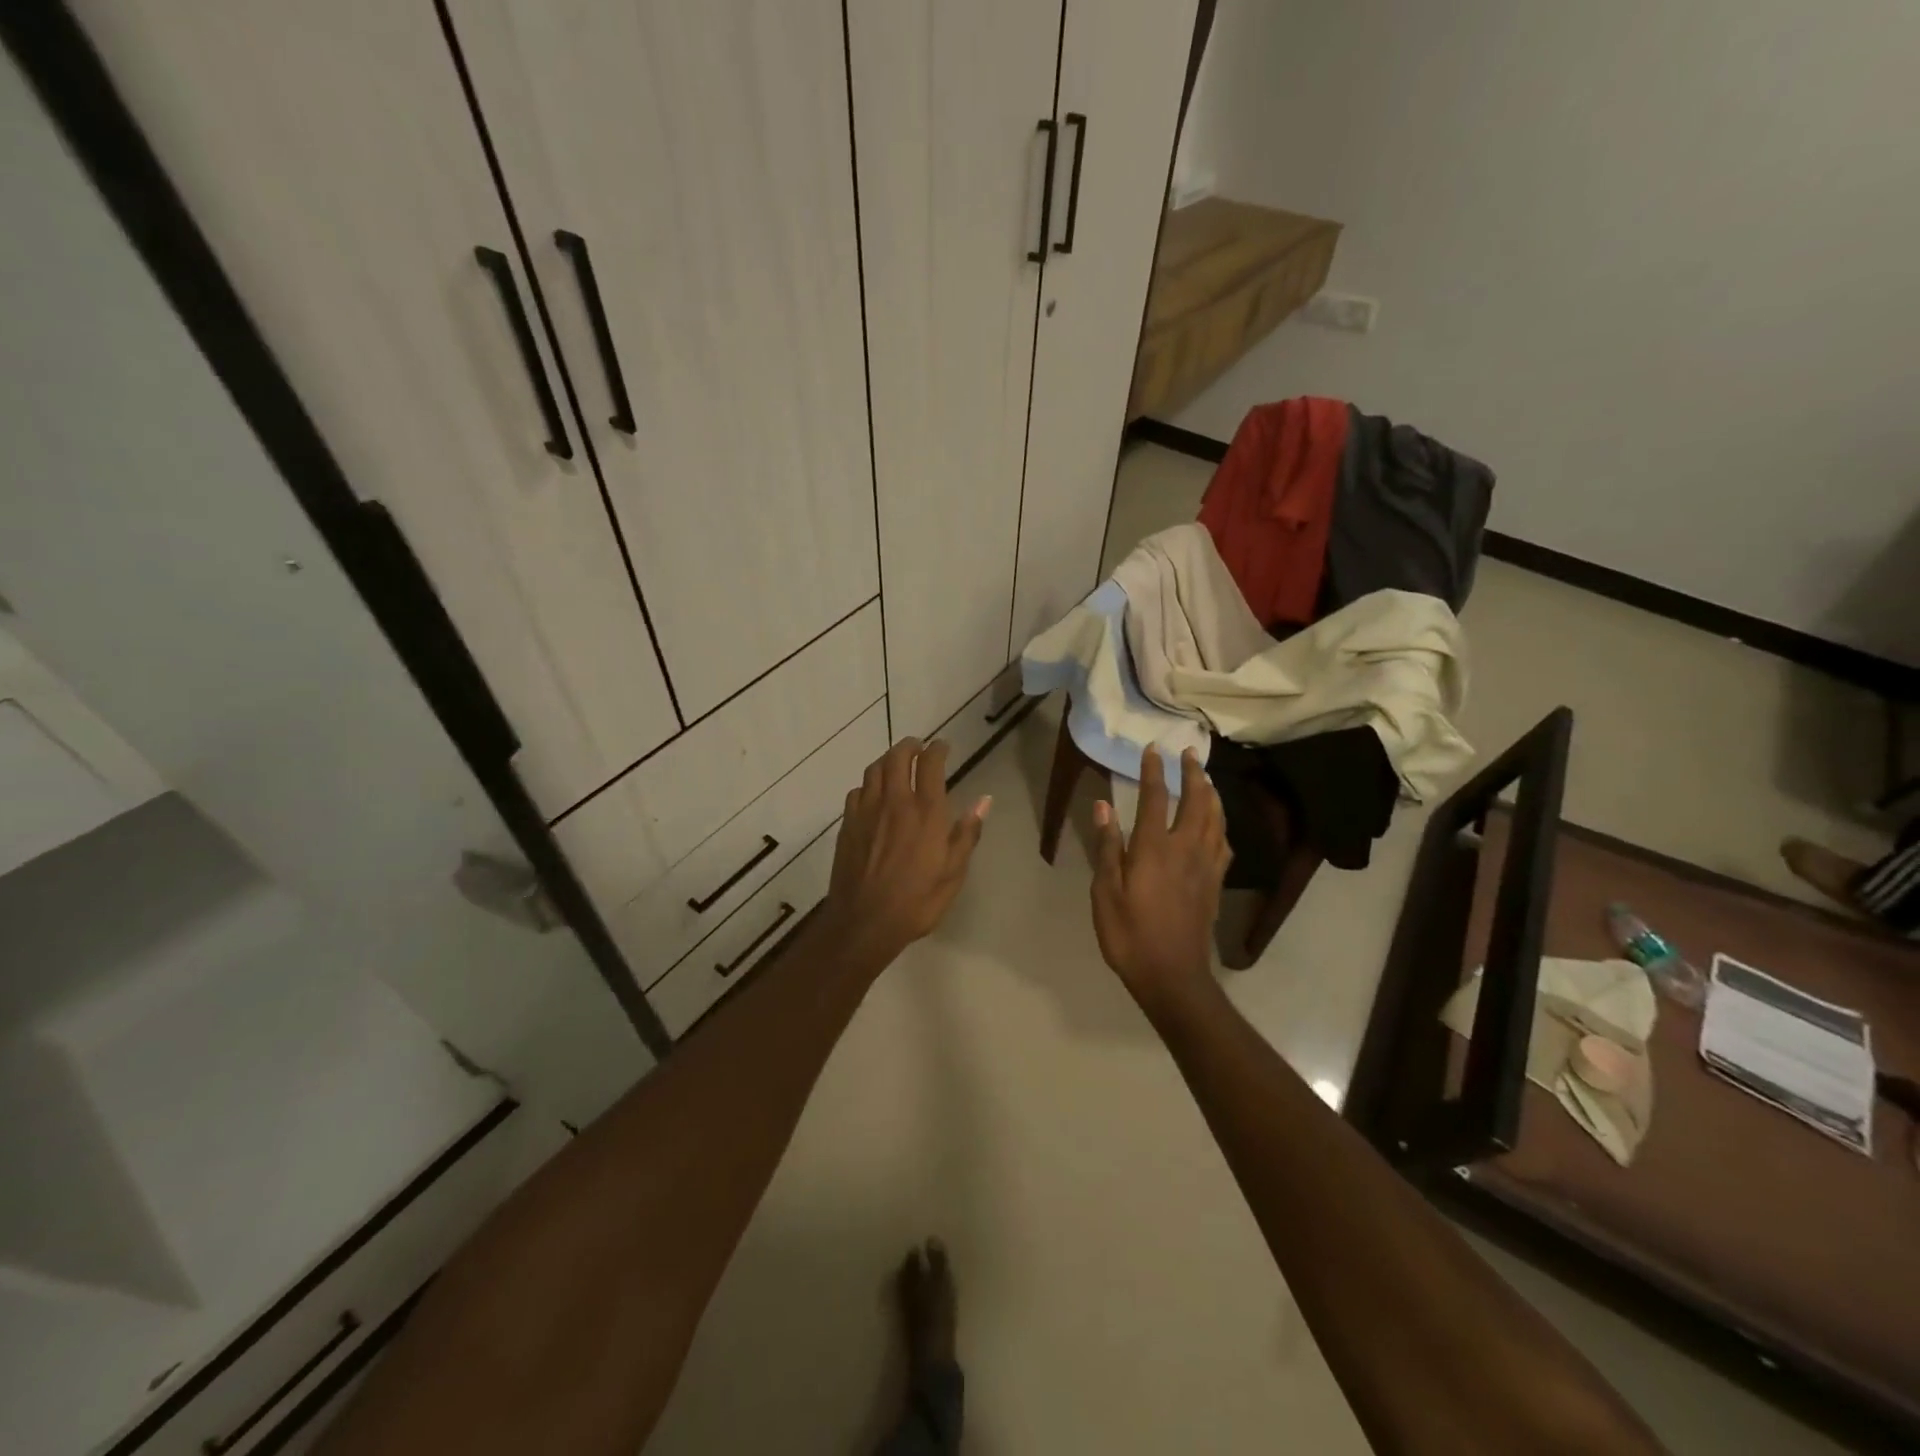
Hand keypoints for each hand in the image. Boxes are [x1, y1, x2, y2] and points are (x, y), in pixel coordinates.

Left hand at [824, 737, 990, 970]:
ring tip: (896, 763)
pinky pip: (857, 791)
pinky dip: (868, 784)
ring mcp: (867, 812)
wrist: (864, 922)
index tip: (942, 746)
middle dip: (909, 746)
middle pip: (897, 758)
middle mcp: (895, 803)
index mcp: (926, 813)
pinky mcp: (848, 824)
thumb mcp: (953, 873)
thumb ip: (967, 833)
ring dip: (887, 760)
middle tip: (918, 747)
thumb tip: (983, 800)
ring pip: (874, 769)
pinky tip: (873, 795)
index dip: (937, 749)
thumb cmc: (917, 901)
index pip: (930, 765)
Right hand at [1089, 747, 1230, 1014]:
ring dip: (1211, 794)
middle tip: (1191, 752)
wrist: (1173, 976)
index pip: (1156, 799)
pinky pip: (1224, 844)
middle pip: (1196, 802)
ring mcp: (1205, 866)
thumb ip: (1107, 847)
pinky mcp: (1215, 884)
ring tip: (1207, 778)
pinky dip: (1221, 824)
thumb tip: (1104, 806)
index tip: (1154, 749)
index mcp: (1155, 848)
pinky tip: (1218, 824)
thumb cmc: (1130, 935)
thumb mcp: (1105, 892)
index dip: (1154, 772)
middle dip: (1193, 774)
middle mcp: (1185, 849)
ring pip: (1216, 819)